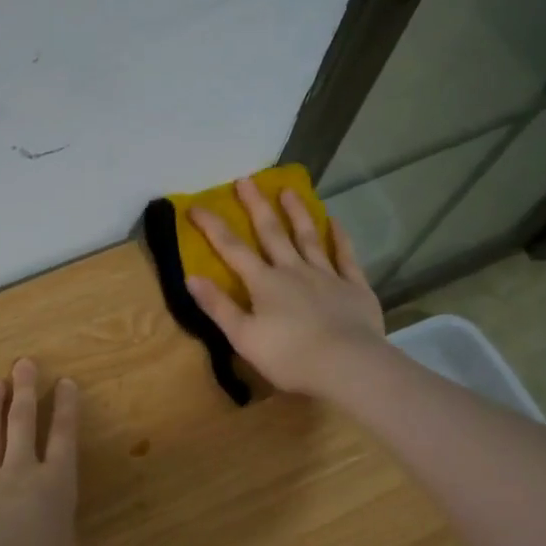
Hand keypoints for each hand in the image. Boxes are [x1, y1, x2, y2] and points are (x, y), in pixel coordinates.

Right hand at [185, 179, 386, 398]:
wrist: (347, 365)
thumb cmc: (289, 356)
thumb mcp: (243, 337)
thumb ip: (218, 306)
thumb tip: (190, 277)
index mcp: (264, 283)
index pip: (232, 249)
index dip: (212, 227)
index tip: (195, 206)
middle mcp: (293, 270)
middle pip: (271, 232)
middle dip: (256, 205)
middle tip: (246, 179)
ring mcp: (326, 275)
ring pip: (308, 237)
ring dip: (296, 212)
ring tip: (289, 189)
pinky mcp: (354, 287)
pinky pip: (345, 256)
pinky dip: (340, 237)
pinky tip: (335, 222)